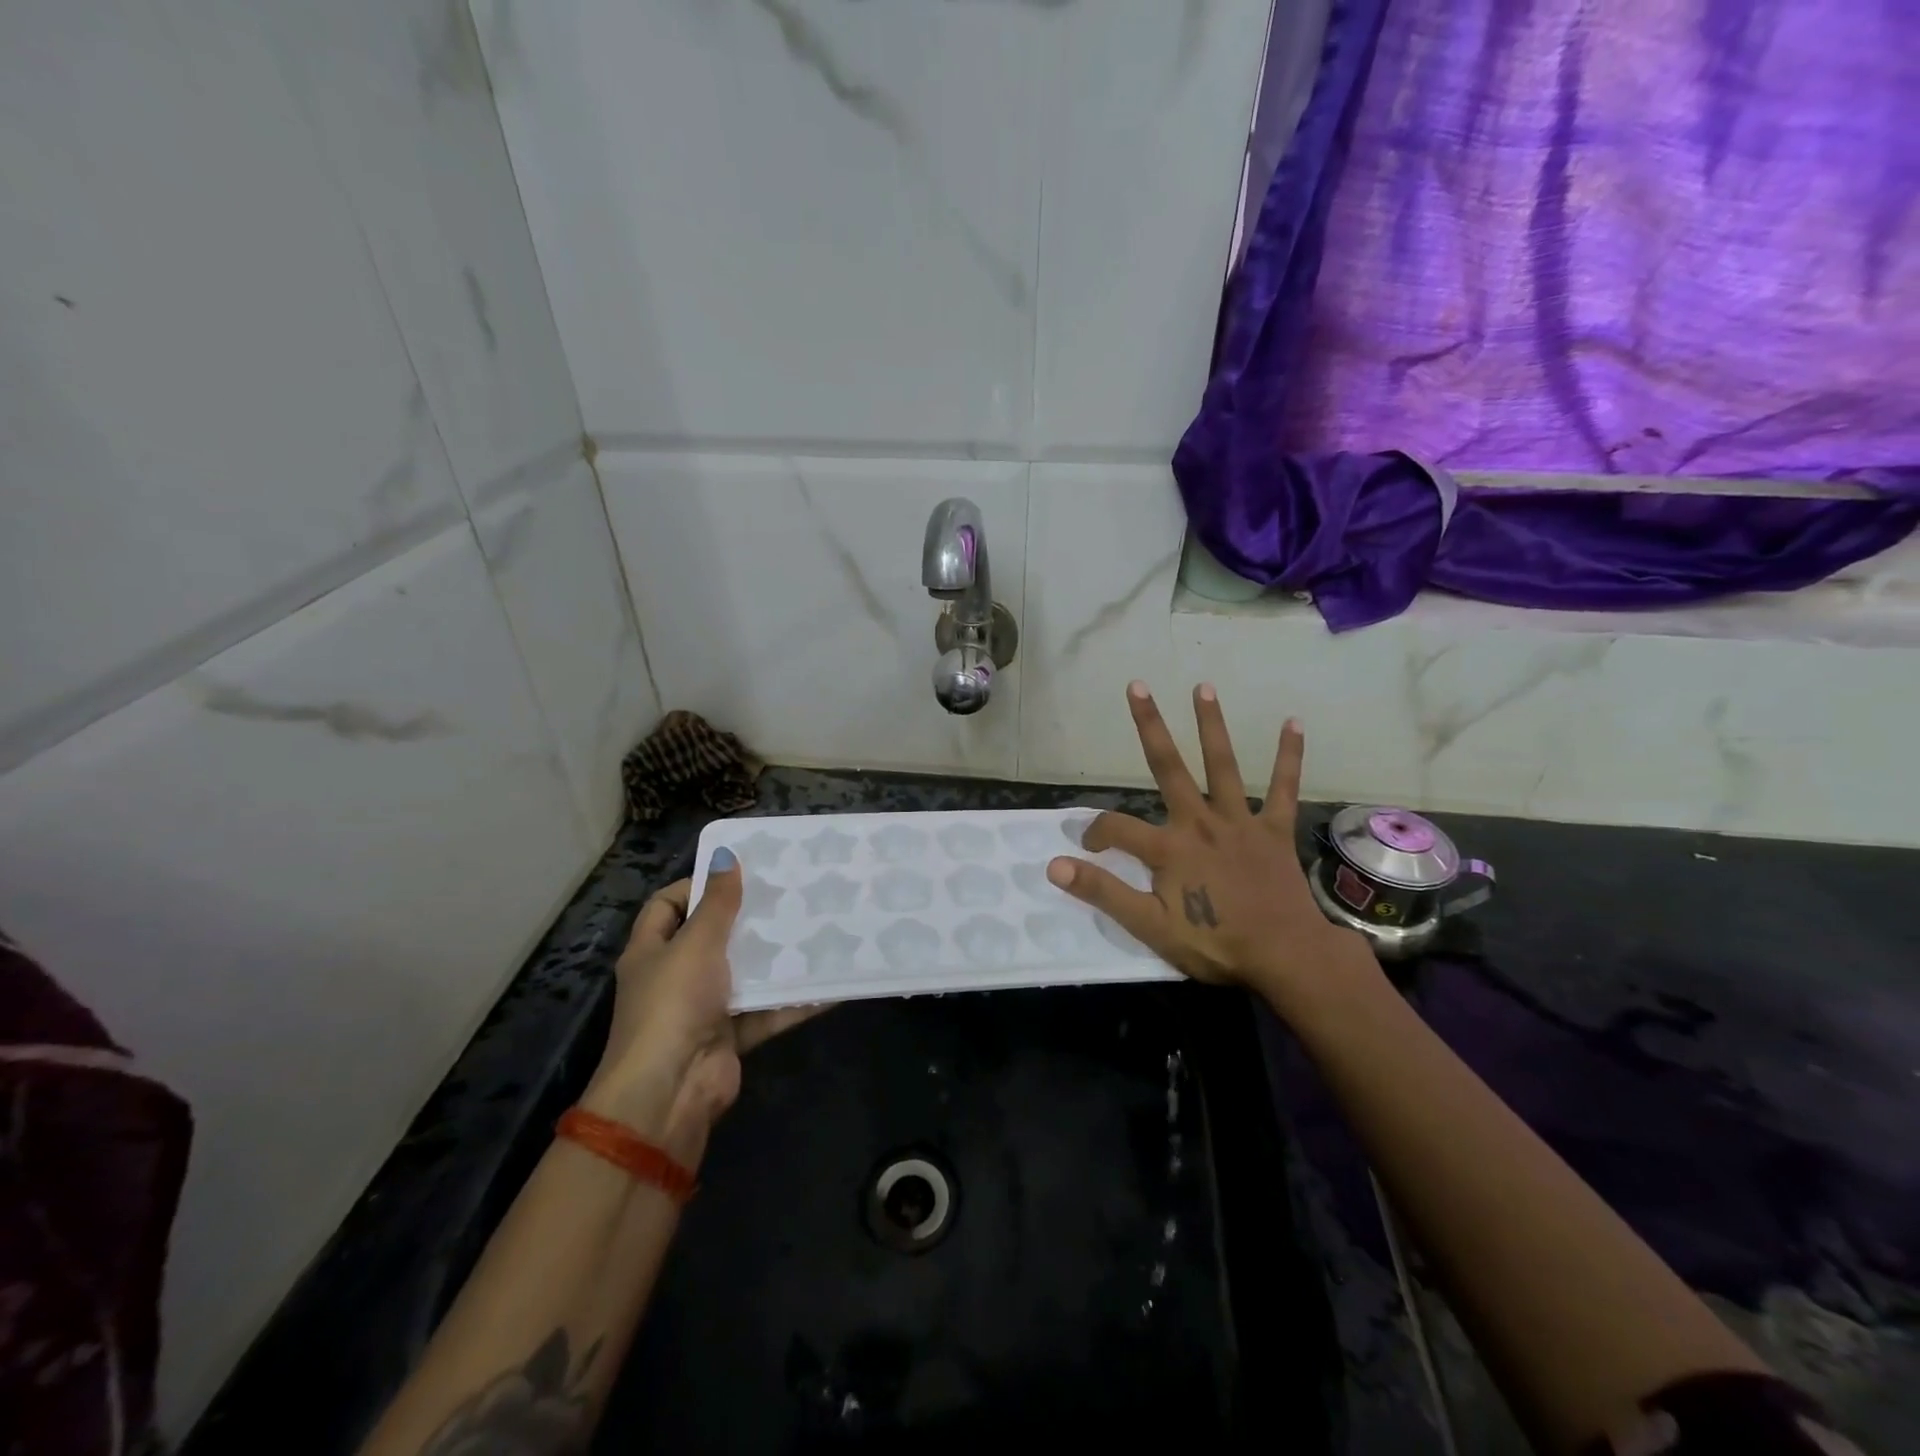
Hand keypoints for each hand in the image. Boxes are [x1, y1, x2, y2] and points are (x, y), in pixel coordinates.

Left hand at [581, 851, 821, 1160]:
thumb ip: (717, 903)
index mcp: (651, 951)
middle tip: (786, 895)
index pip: (668, 905)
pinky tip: (827, 982)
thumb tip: (726, 856)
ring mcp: (703, 1008)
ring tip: (812, 927)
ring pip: (743, 973)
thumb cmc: (673, 1004)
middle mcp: (674, 976)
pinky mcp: (730, 1035)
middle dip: (746, 919)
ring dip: (774, 957)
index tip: (739, 873)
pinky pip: (766, 1010)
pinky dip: (792, 1000)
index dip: (697, 885)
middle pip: (711, 937)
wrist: (670, 1092)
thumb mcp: (695, 944)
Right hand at [1046, 682, 1376, 1014]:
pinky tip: (1294, 723)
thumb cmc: (1216, 943)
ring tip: (1203, 687)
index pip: (1115, 827)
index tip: (1086, 850)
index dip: (1093, 834)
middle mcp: (1200, 821)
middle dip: (1150, 726)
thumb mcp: (1149, 926)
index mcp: (1168, 847)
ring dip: (1211, 725)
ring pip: (1223, 765)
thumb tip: (1054, 865)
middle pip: (1168, 766)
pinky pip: (1283, 788)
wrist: (1286, 957)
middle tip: (1137, 686)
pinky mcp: (1274, 830)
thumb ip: (1102, 892)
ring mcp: (1240, 821)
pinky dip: (1289, 757)